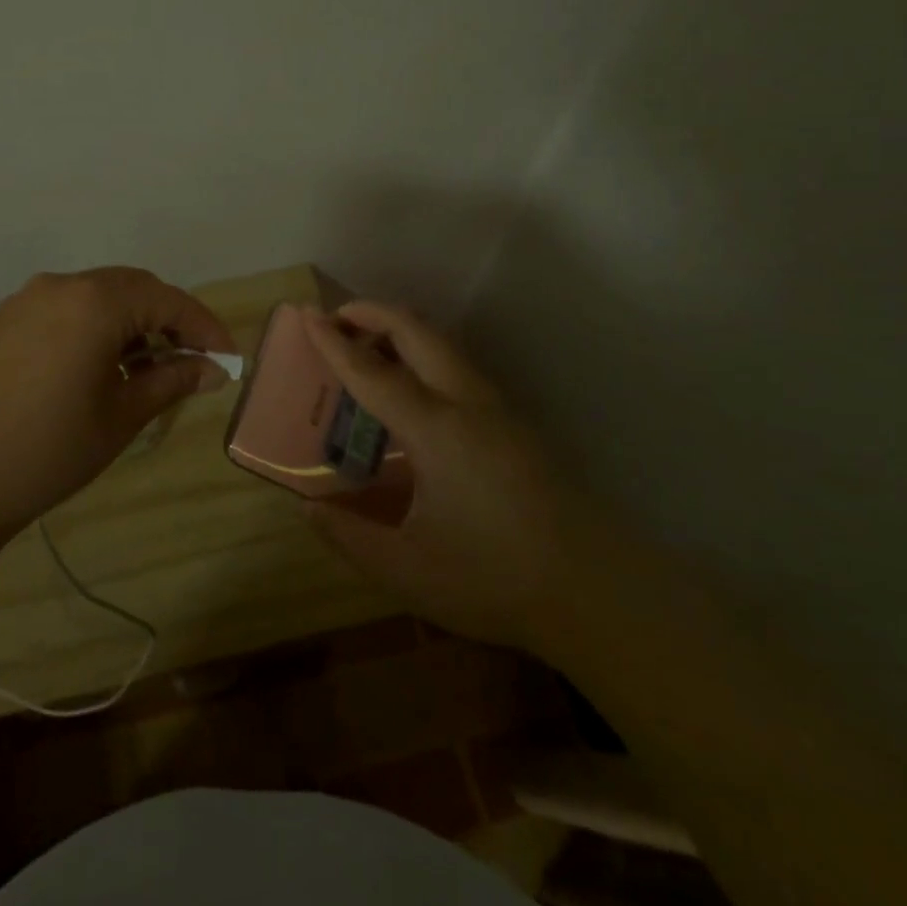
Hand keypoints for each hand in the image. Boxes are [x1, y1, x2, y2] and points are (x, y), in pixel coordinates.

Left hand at [0, 268, 234, 543]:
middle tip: (192, 358)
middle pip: (132, 288)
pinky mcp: (5, 318)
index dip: (203, 326)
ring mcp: (27, 299)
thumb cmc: (49, 450)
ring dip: (130, 321)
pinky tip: (101, 362)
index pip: (166, 300)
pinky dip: (95, 324)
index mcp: (94, 303)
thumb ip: (171, 381)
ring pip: (97, 295)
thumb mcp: (121, 416)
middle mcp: (61, 285)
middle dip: (168, 319)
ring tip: (148, 364)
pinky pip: (65, 307)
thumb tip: (213, 369)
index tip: (227, 356)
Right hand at [300, 302, 597, 648]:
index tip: (306, 314)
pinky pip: (459, 366)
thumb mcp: (409, 571)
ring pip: (444, 344)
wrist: (600, 593)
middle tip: (337, 320)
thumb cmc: (497, 579)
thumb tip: (309, 509)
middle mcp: (468, 403)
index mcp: (436, 430)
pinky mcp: (517, 423)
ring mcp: (499, 409)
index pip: (373, 372)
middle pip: (418, 332)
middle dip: (373, 313)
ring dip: (403, 331)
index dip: (335, 342)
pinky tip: (414, 390)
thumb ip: (350, 539)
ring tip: (369, 348)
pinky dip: (425, 354)